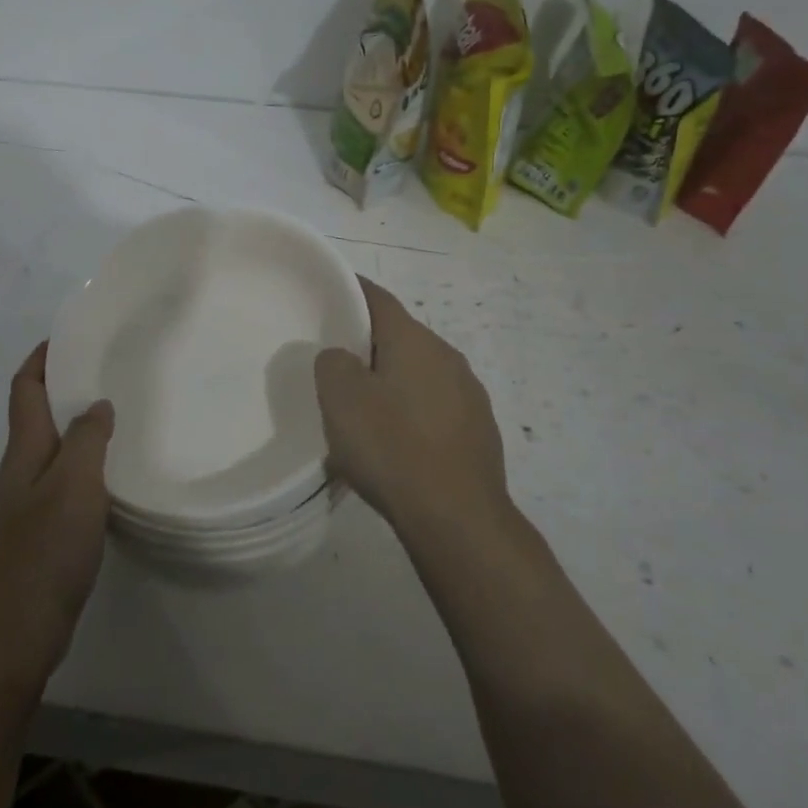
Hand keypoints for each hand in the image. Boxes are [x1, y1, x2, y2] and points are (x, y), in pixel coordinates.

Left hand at [0, 343, 113, 683]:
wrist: (18, 627)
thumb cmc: (46, 548)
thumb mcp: (75, 483)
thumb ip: (87, 438)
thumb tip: (96, 404)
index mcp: (24, 449)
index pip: (25, 389)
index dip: (41, 358)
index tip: (70, 337)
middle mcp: (22, 468)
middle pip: (37, 413)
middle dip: (65, 386)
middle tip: (108, 371)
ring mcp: (29, 500)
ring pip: (54, 446)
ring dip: (78, 424)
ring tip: (118, 413)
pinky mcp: (43, 528)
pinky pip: (65, 477)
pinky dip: (86, 461)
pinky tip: (115, 471)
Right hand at [315, 277, 509, 535]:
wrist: (457, 517)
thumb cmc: (393, 447)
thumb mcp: (341, 398)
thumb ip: (333, 363)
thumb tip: (343, 359)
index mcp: (415, 340)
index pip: (378, 298)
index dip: (351, 290)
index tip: (328, 292)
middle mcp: (448, 356)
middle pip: (400, 336)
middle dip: (368, 343)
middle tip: (335, 361)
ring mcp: (469, 394)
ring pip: (419, 373)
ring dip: (392, 380)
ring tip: (365, 408)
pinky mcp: (479, 430)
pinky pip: (435, 406)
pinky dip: (412, 411)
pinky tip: (398, 441)